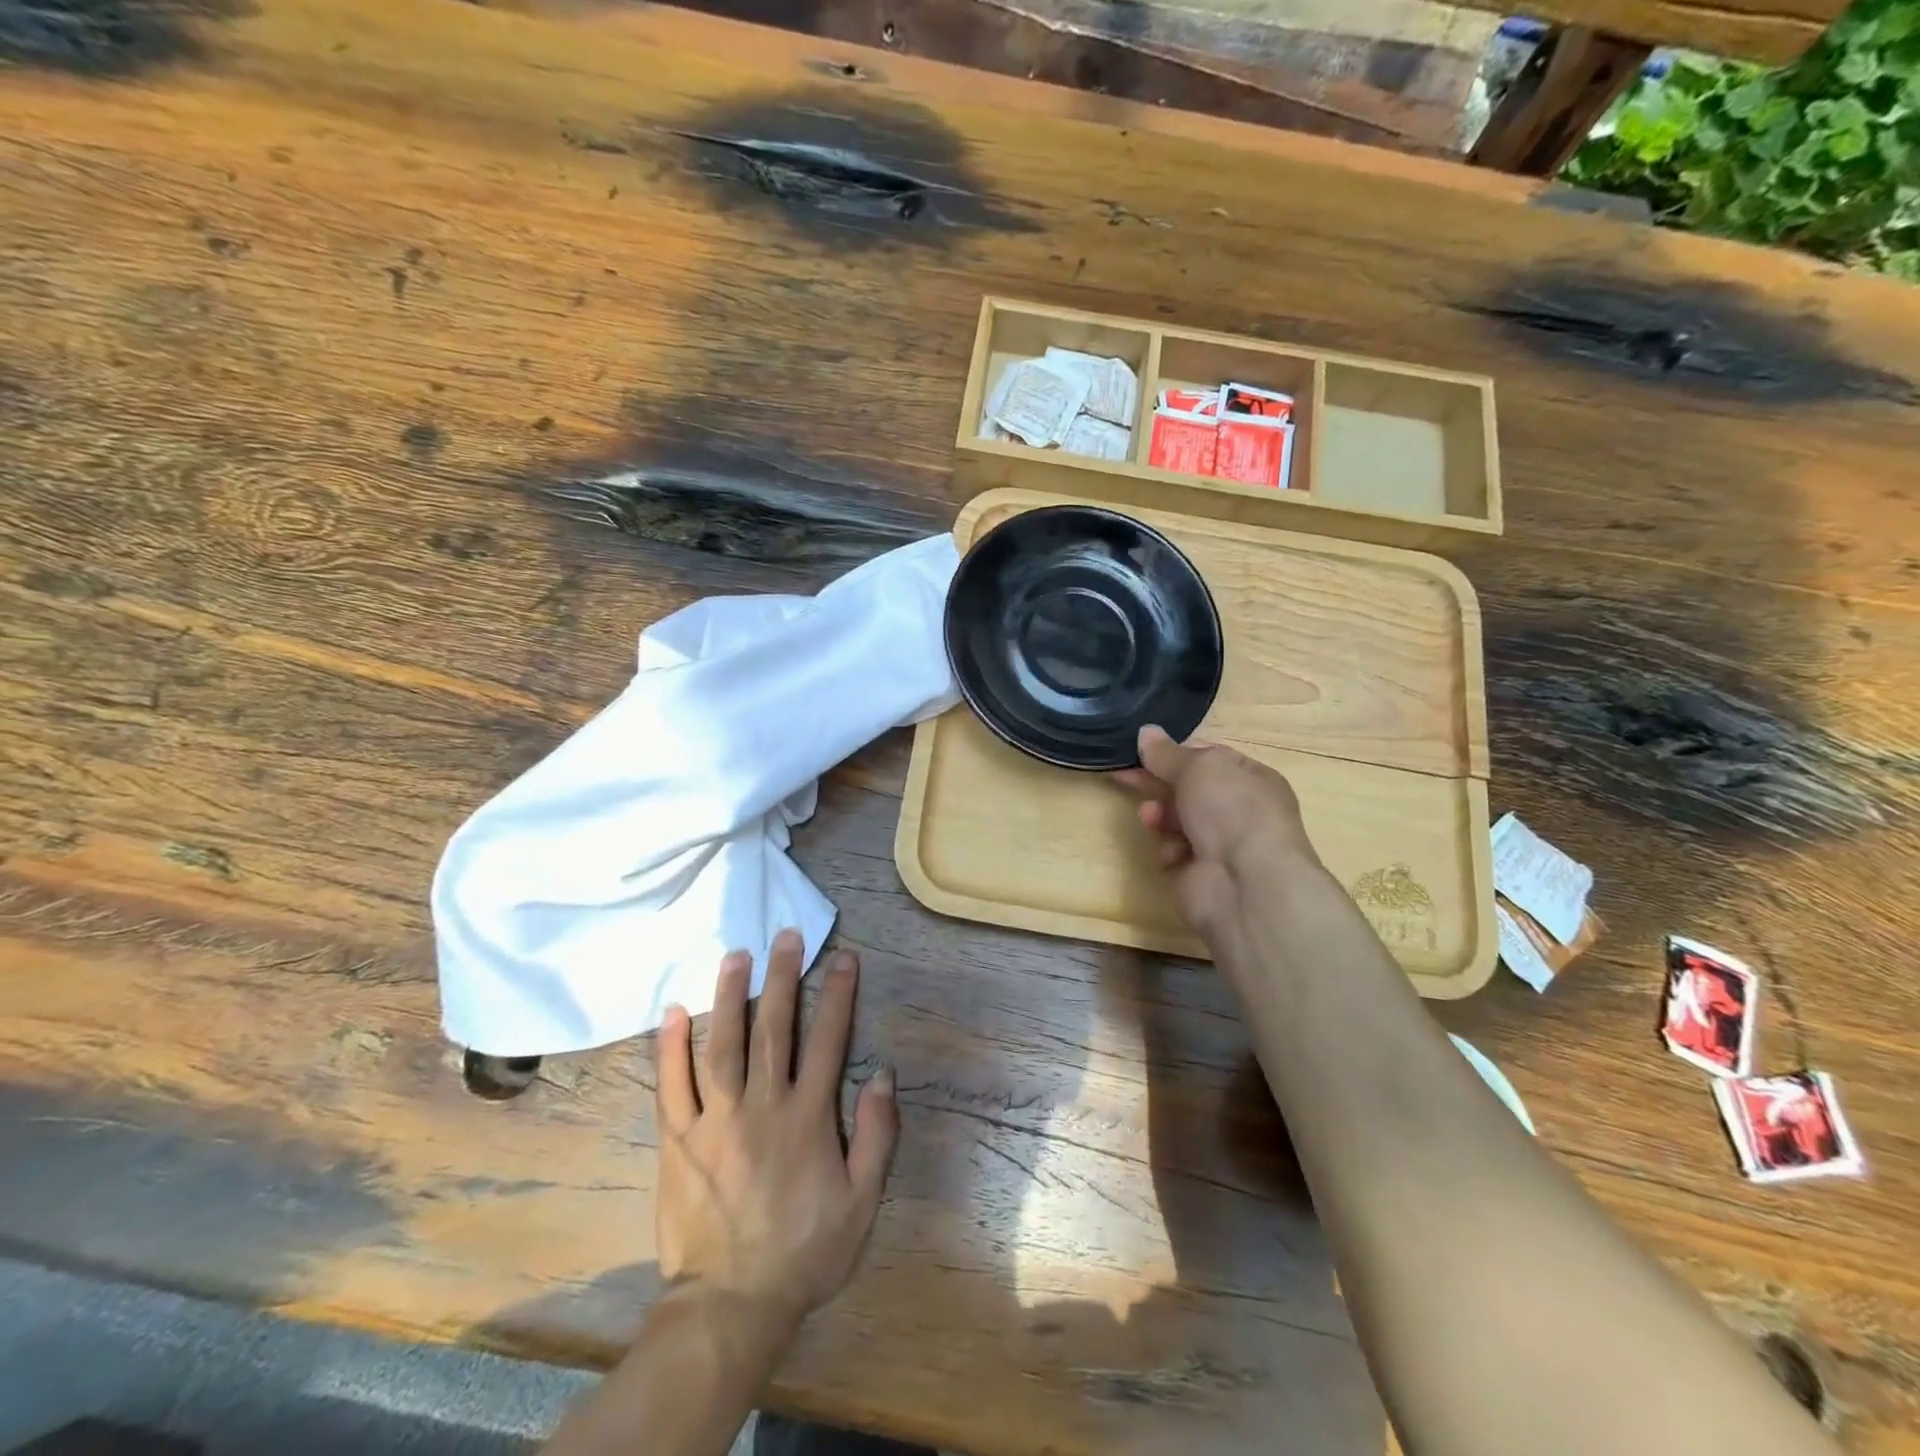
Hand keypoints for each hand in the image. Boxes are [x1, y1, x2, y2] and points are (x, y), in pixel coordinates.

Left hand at [654, 930, 898, 1326]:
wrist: (730, 1306)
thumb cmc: (804, 1252)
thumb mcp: (862, 1202)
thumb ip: (876, 1135)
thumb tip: (882, 1074)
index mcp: (807, 1117)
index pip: (827, 1040)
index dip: (838, 994)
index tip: (843, 957)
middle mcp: (761, 1105)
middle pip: (773, 1028)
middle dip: (783, 976)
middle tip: (785, 935)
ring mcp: (714, 1120)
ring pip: (721, 1044)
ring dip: (729, 995)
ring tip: (735, 955)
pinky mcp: (677, 1140)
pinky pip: (671, 1086)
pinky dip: (670, 1047)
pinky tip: (672, 1012)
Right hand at [1115, 724, 1318, 937]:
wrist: (1245, 884)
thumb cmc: (1232, 811)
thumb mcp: (1199, 768)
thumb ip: (1167, 753)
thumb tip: (1146, 732)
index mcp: (1251, 779)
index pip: (1210, 758)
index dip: (1176, 753)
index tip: (1144, 750)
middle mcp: (1238, 812)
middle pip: (1187, 790)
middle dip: (1158, 783)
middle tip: (1124, 775)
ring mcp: (1218, 846)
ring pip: (1175, 821)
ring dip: (1160, 816)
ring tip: (1151, 817)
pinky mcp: (1197, 875)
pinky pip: (1171, 853)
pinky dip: (1167, 850)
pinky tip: (1172, 853)